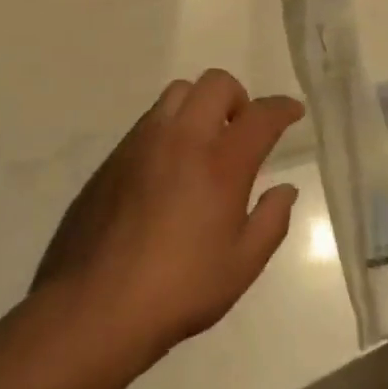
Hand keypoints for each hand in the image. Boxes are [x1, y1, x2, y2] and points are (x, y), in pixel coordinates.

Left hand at [34, 70, 302, 358]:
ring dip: (200, 105)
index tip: (292, 111)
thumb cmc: (179, 289)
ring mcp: (141, 143)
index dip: (282, 108)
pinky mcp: (113, 156)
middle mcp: (181, 139)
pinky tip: (168, 168)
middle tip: (242, 129)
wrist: (95, 304)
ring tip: (204, 144)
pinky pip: (149, 121)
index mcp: (220, 164)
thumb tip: (285, 189)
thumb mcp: (241, 266)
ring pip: (177, 94)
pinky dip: (169, 127)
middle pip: (215, 84)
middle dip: (238, 97)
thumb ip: (270, 221)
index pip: (259, 116)